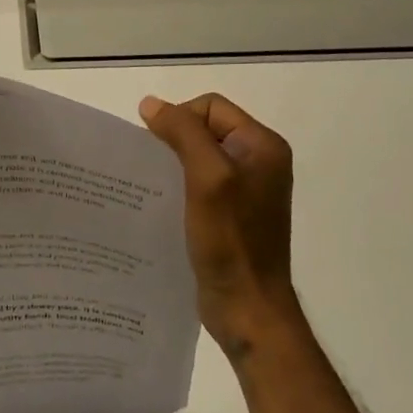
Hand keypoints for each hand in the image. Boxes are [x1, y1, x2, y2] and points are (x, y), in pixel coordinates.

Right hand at [139, 91, 301, 356]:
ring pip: (198, 157)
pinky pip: (199, 184)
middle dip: (174, 141)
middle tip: (151, 166)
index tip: (158, 148)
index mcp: (262, 146)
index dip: (180, 118)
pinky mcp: (231, 215)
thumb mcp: (207, 177)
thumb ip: (183, 133)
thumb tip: (150, 104)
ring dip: (173, 164)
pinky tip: (161, 203)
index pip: (211, 107)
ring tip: (151, 184)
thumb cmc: (231, 240)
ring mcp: (246, 190)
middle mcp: (258, 162)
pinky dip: (178, 186)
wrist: (247, 308)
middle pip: (204, 129)